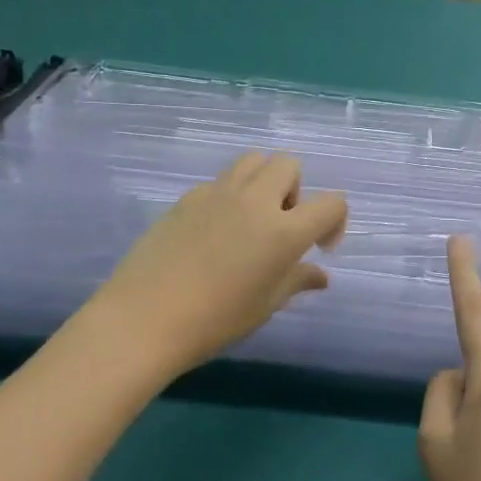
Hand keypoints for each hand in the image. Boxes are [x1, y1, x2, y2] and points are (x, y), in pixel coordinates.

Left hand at [87, 153, 346, 379]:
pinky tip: (213, 232)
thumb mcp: (265, 305)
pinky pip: (220, 181)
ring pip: (253, 160)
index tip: (319, 247)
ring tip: (251, 218)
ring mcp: (218, 193)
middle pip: (288, 164)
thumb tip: (320, 275)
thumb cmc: (215, 320)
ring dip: (263, 181)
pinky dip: (229, 196)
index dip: (336, 222)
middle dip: (296, 190)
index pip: (332, 203)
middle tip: (282, 226)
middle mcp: (255, 200)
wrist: (144, 318)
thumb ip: (297, 280)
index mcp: (284, 230)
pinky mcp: (187, 197)